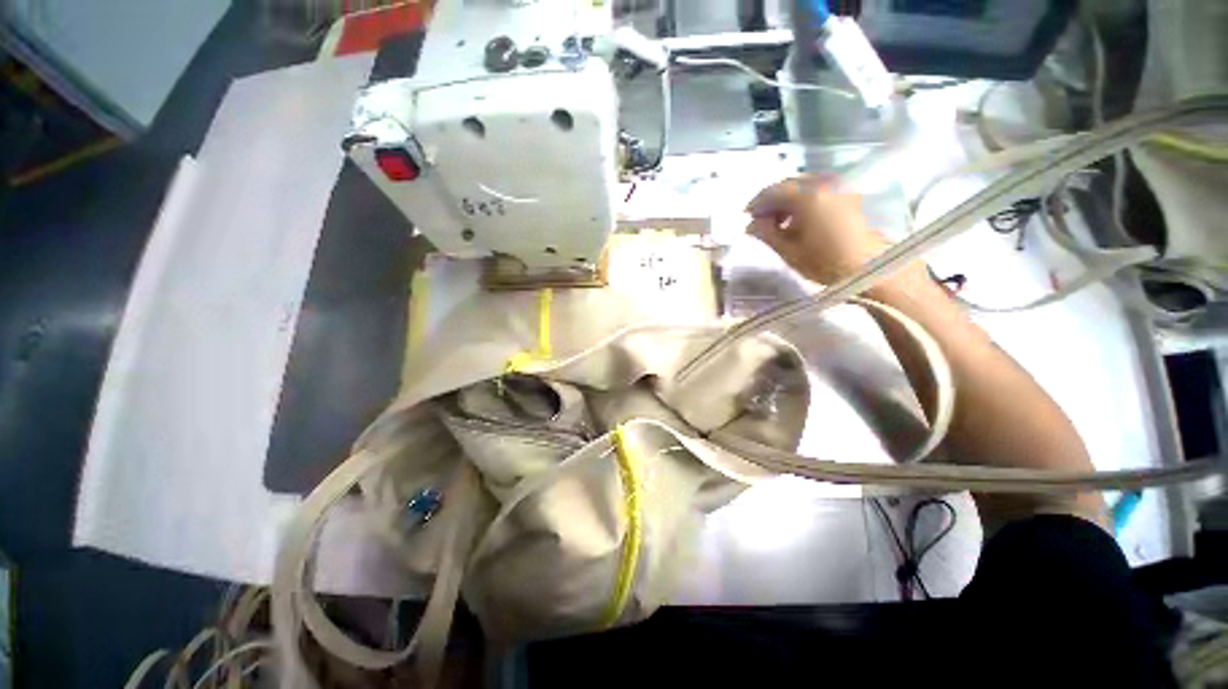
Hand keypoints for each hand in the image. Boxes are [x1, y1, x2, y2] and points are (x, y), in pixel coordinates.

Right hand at [746, 176, 922, 287]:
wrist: (869, 267)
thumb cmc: (826, 262)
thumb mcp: (789, 251)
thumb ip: (766, 234)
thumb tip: (751, 225)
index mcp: (807, 196)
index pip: (773, 191)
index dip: (756, 204)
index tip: (746, 218)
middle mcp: (823, 184)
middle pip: (788, 184)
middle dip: (771, 201)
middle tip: (760, 221)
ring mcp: (837, 186)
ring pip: (802, 186)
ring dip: (786, 201)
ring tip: (777, 223)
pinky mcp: (846, 194)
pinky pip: (816, 190)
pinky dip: (801, 201)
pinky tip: (797, 220)